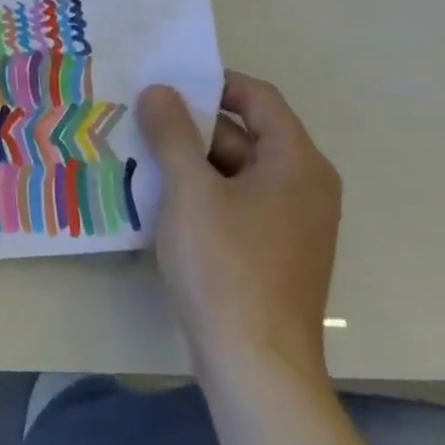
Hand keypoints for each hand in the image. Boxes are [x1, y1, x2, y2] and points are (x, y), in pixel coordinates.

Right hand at [139, 71, 341, 390]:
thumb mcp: (190, 190)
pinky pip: (238, 202)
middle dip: (192, 125)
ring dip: (192, 161)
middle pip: (246, 134)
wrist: (256, 362)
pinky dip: (204, 193)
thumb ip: (173, 133)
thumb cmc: (225, 265)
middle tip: (139, 121)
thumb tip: (159, 90)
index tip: (163, 84)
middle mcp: (305, 186)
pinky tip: (162, 200)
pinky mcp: (275, 251)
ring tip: (140, 157)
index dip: (211, 82)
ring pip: (238, 171)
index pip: (258, 98)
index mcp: (297, 162)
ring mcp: (292, 222)